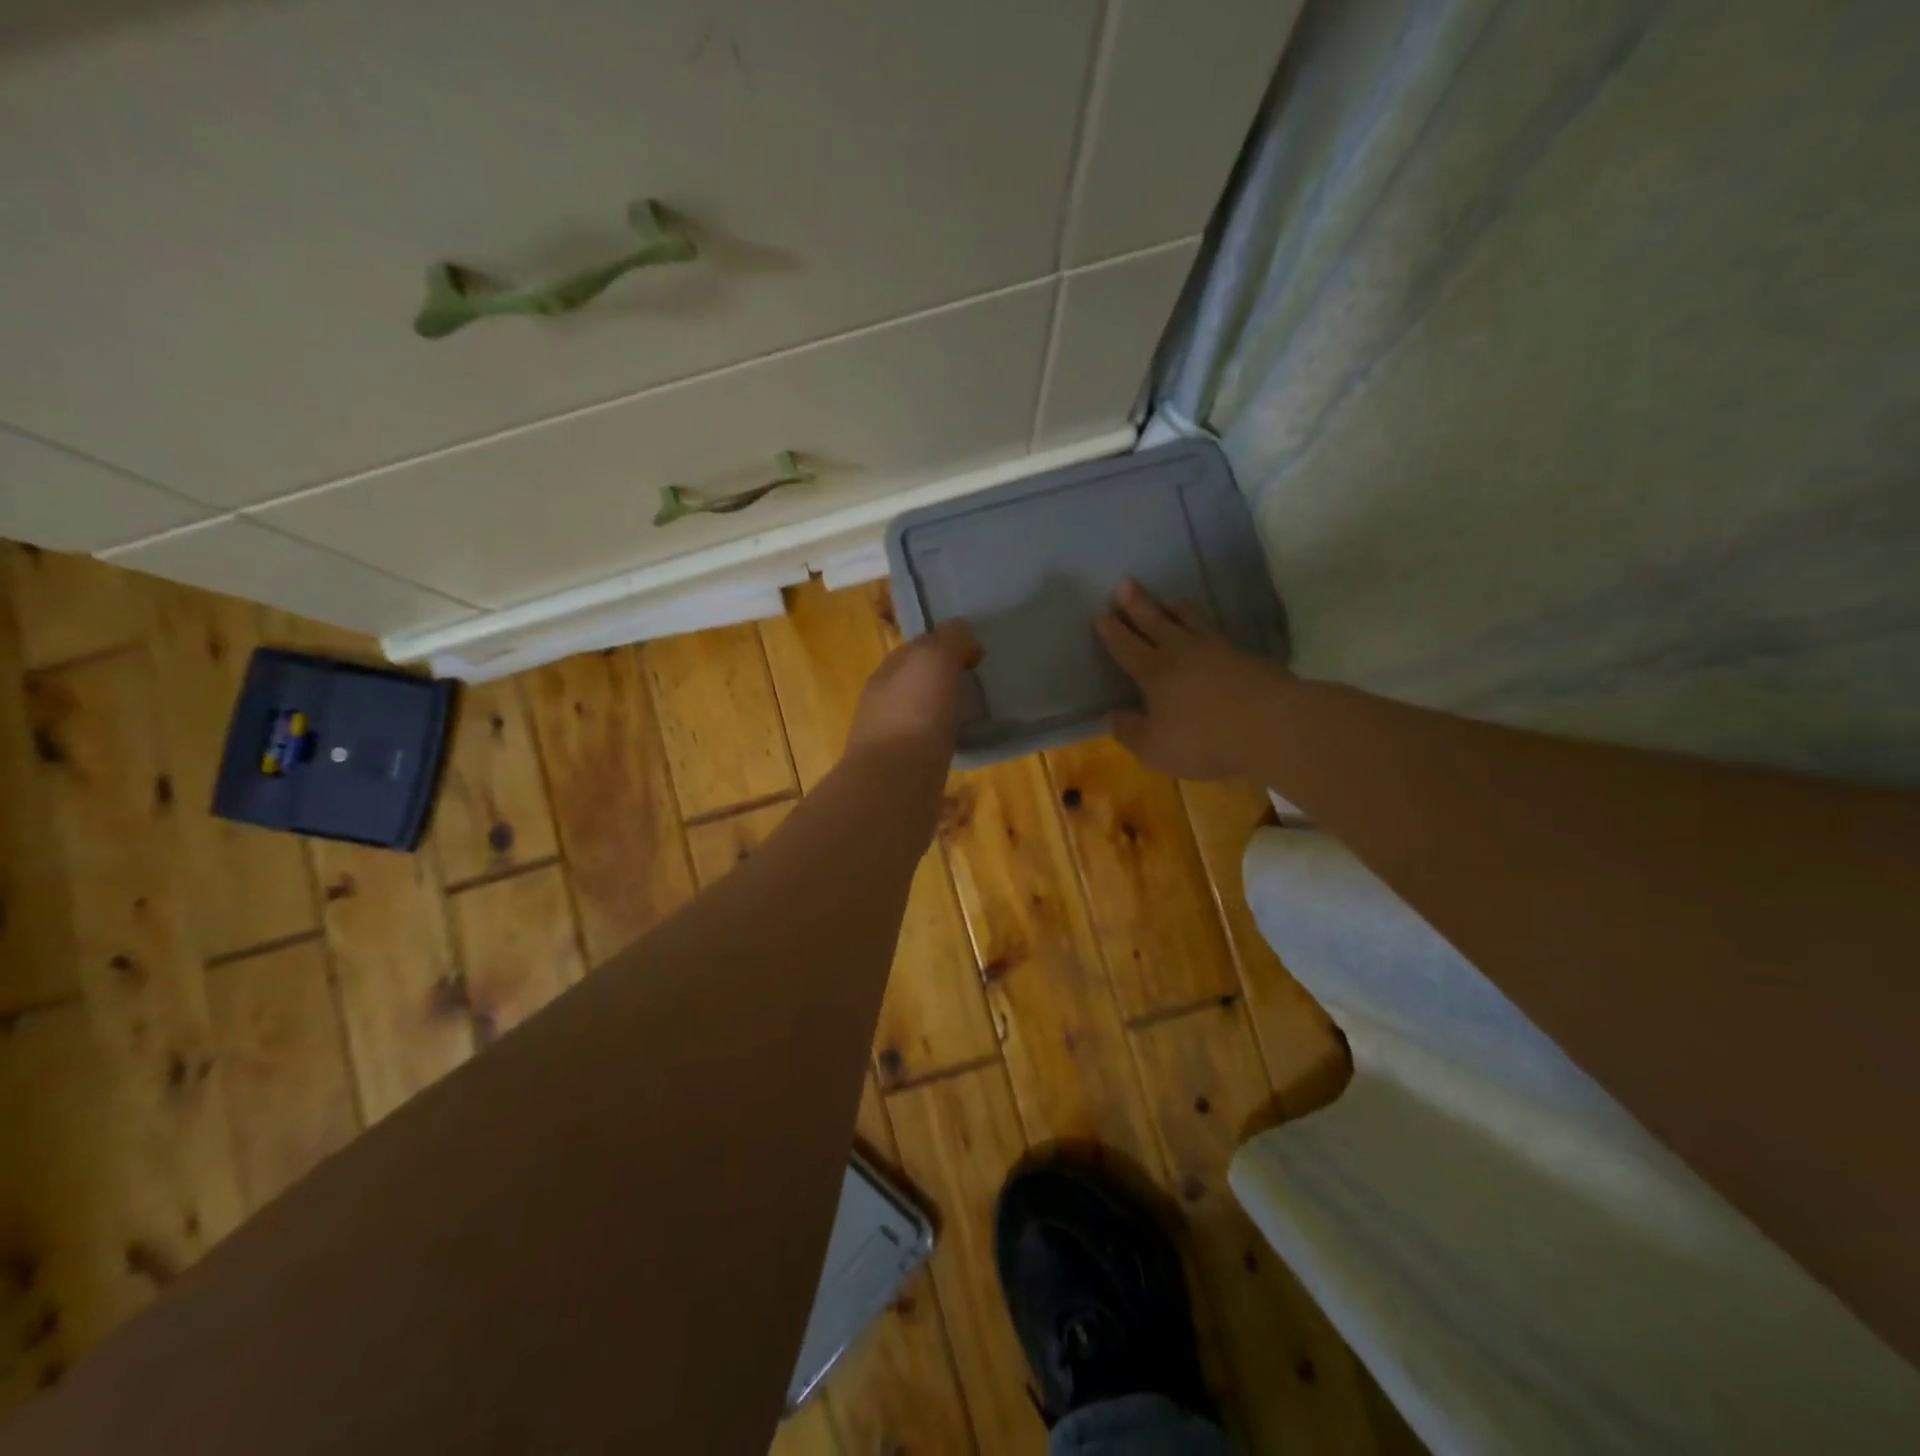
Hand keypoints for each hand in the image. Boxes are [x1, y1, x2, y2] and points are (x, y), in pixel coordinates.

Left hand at [847, 619, 982, 763]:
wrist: (895, 782)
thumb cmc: (915, 713)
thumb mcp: (935, 658)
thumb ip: (951, 640)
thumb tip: (964, 637)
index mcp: (887, 672)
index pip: (916, 648)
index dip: (945, 645)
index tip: (977, 655)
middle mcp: (882, 703)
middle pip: (917, 683)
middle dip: (943, 681)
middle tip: (979, 685)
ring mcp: (889, 740)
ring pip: (921, 717)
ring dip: (944, 714)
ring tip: (976, 717)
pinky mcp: (902, 772)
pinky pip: (928, 748)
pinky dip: (944, 743)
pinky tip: (963, 747)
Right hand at [1095, 579, 1292, 779]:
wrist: (1273, 727)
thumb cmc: (1205, 740)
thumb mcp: (1154, 748)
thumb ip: (1130, 731)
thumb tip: (1114, 715)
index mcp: (1154, 672)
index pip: (1126, 646)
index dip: (1111, 631)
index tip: (1100, 612)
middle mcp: (1182, 652)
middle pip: (1155, 622)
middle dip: (1137, 604)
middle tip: (1125, 583)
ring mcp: (1217, 650)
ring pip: (1190, 620)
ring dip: (1174, 608)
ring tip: (1168, 599)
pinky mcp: (1246, 656)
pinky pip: (1216, 632)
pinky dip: (1204, 625)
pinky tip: (1207, 629)